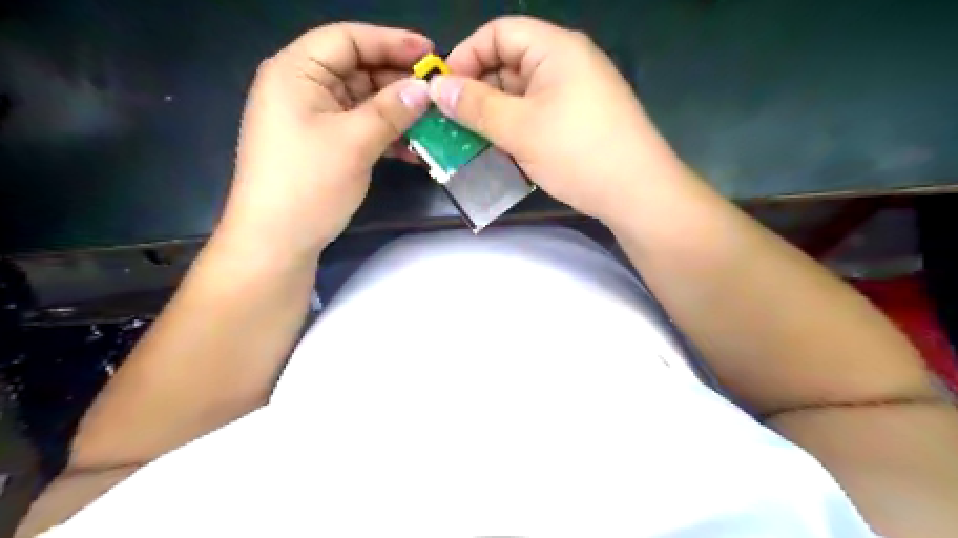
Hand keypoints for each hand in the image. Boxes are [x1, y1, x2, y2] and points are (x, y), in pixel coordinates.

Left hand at [219, 23, 432, 262]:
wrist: (276, 241)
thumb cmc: (308, 183)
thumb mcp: (355, 142)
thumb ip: (392, 110)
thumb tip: (426, 89)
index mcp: (297, 71)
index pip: (348, 39)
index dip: (391, 42)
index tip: (430, 54)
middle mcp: (302, 87)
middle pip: (357, 69)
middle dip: (398, 82)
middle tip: (437, 95)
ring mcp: (312, 118)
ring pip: (363, 102)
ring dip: (396, 113)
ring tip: (431, 124)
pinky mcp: (322, 144)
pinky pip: (359, 128)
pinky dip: (385, 135)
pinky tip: (412, 150)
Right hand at [434, 17, 688, 219]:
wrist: (636, 192)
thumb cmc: (577, 152)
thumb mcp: (519, 128)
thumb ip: (475, 107)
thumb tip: (437, 88)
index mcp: (556, 48)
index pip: (499, 33)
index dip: (467, 56)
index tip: (444, 90)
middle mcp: (567, 63)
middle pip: (509, 64)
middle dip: (478, 91)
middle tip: (452, 123)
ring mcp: (575, 94)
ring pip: (522, 95)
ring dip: (494, 115)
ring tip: (470, 141)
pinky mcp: (578, 121)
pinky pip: (537, 115)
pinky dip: (515, 129)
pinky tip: (500, 151)